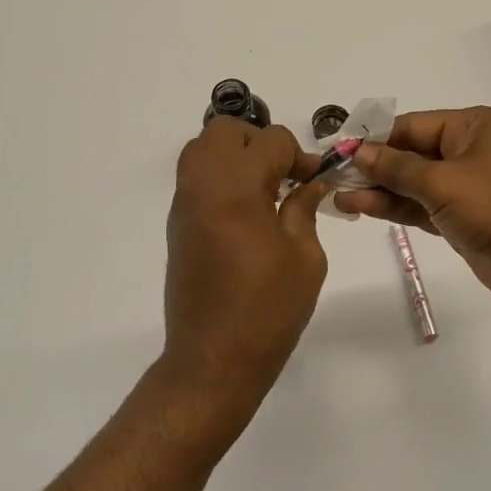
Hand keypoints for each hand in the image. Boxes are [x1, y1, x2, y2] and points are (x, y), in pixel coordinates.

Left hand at [159, 119, 328, 443]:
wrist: (213, 359)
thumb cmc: (269, 310)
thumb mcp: (305, 258)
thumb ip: (305, 208)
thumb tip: (310, 182)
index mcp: (237, 190)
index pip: (269, 141)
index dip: (299, 155)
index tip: (314, 178)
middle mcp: (203, 187)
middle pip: (225, 131)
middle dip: (259, 142)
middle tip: (283, 175)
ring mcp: (184, 204)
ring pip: (202, 148)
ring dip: (235, 155)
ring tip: (262, 189)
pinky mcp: (177, 223)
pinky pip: (195, 177)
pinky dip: (219, 176)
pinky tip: (244, 210)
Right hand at [334, 107, 490, 316]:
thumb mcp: (445, 181)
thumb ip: (397, 167)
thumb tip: (358, 151)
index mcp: (477, 126)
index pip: (414, 125)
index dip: (375, 138)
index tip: (338, 150)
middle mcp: (475, 152)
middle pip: (414, 154)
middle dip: (374, 166)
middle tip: (332, 176)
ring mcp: (473, 189)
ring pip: (416, 184)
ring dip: (380, 190)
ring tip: (338, 196)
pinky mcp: (468, 221)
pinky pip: (425, 208)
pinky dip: (397, 209)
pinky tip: (363, 208)